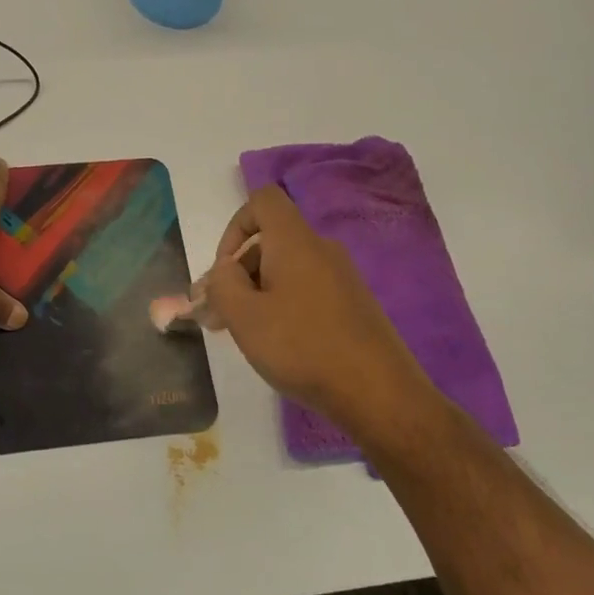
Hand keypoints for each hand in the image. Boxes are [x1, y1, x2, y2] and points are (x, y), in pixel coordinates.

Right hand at [201, 186, 442, 435]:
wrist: (378, 393)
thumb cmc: (302, 347)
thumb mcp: (244, 316)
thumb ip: (221, 284)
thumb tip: (224, 270)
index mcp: (295, 242)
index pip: (263, 201)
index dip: (234, 226)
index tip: (223, 269)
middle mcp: (321, 250)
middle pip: (270, 241)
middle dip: (236, 272)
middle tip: (215, 315)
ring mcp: (341, 278)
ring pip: (285, 270)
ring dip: (255, 293)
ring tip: (239, 334)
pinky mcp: (351, 306)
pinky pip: (305, 291)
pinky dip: (281, 307)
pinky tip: (275, 344)